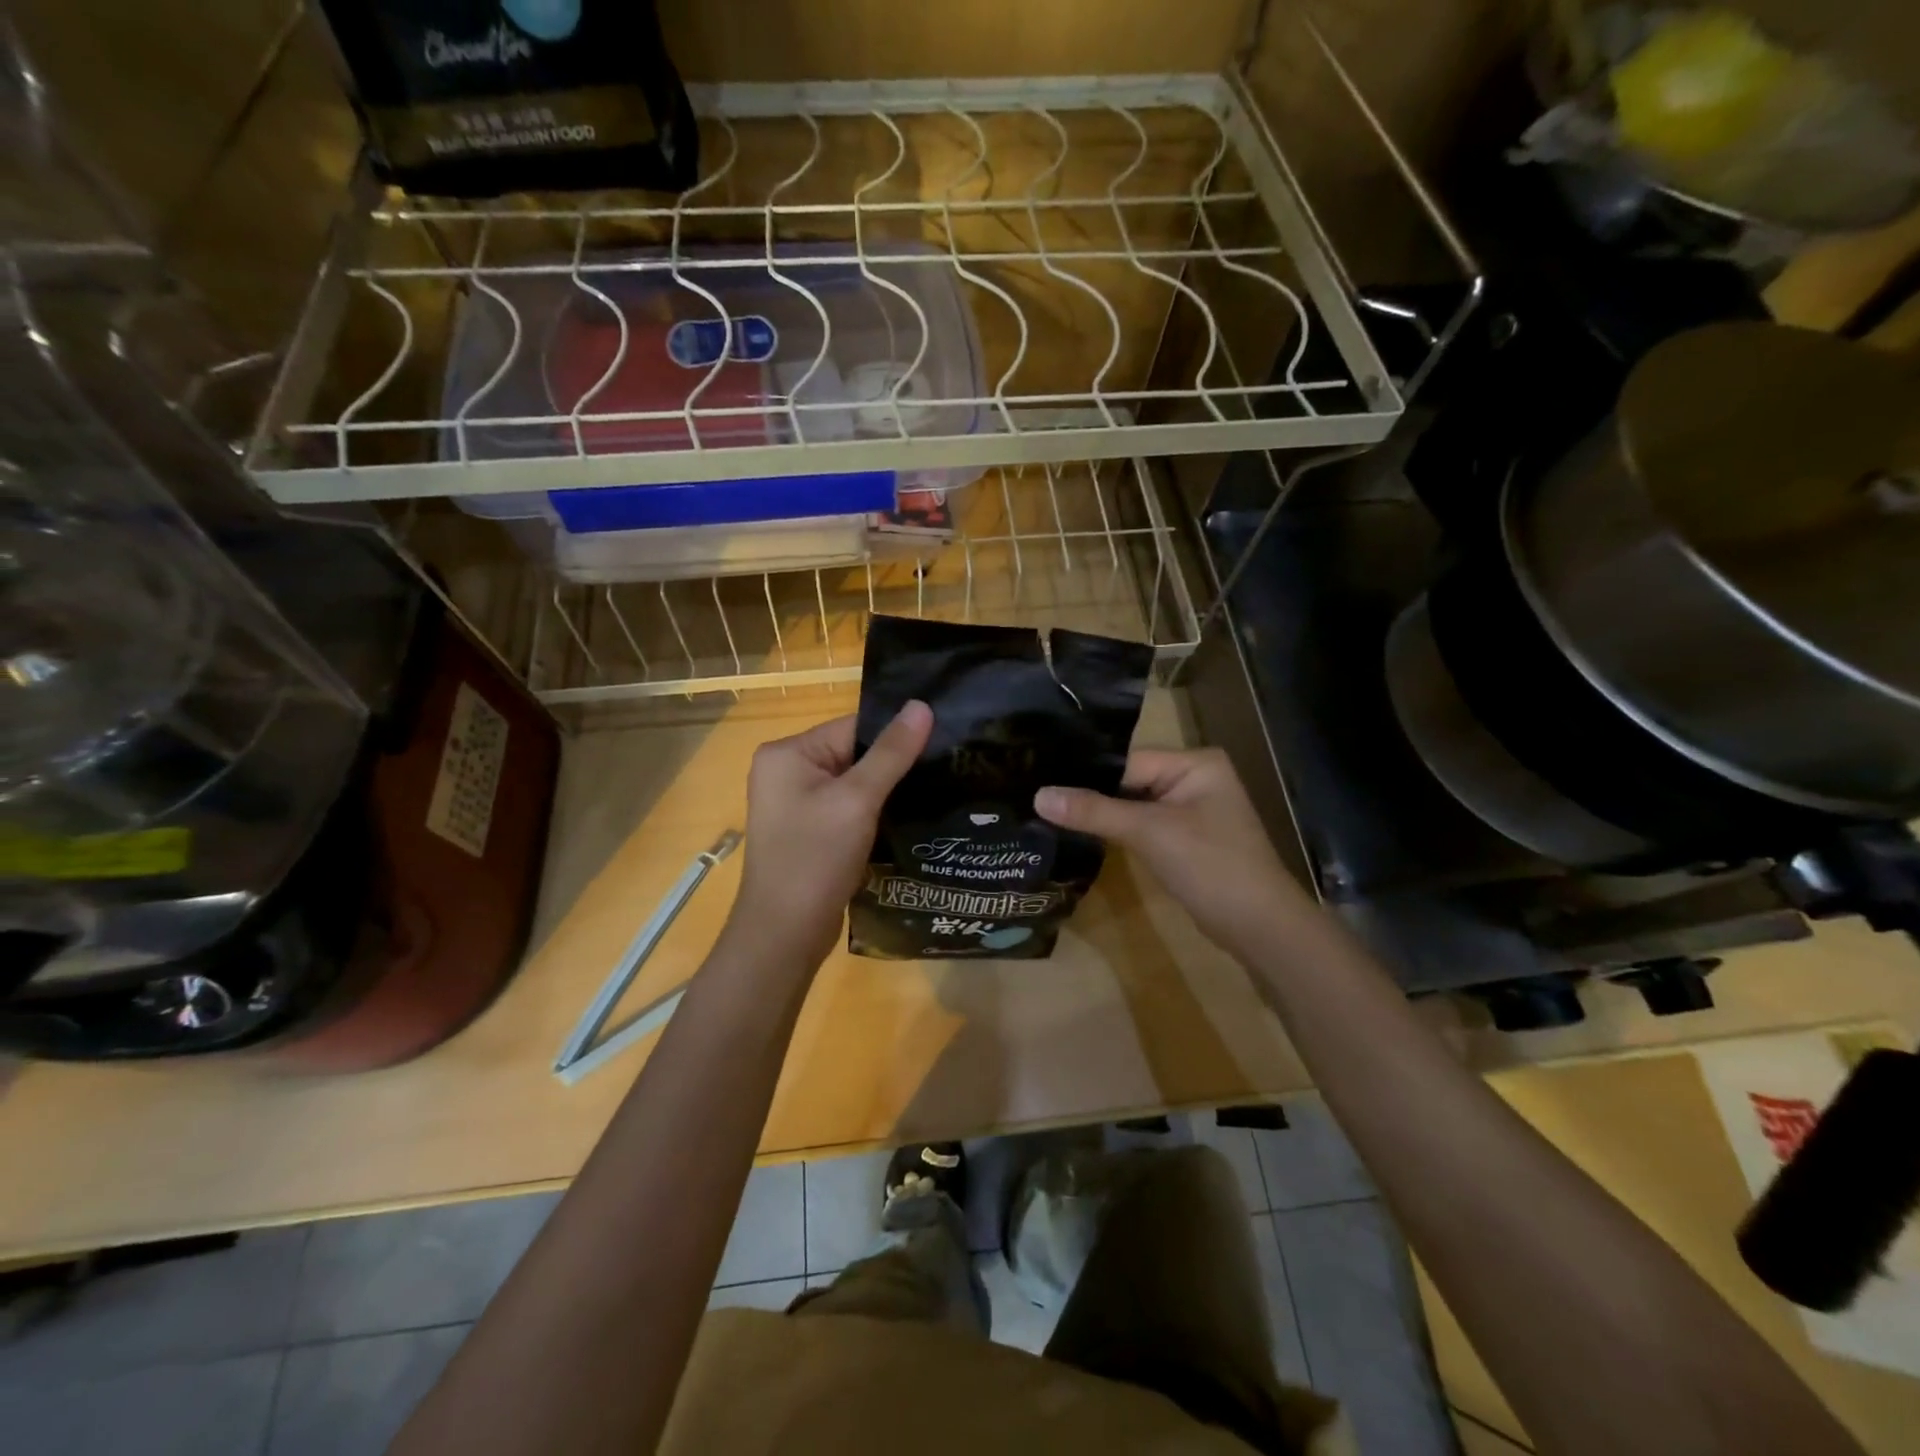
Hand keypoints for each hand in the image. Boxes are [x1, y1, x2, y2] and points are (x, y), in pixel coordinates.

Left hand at [725, 702, 933, 968]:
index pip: (853, 727)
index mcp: (787, 753)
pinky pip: (848, 808)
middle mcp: (786, 771)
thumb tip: (922, 705)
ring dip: (888, 791)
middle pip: (854, 753)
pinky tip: (907, 819)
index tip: (941, 743)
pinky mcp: (809, 831)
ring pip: (855, 783)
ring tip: (935, 794)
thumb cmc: (815, 859)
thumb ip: (891, 753)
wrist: (784, 935)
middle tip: (945, 770)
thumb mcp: (857, 800)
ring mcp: (796, 803)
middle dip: (894, 765)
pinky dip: (874, 812)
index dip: (896, 736)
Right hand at [1035, 747, 1316, 955]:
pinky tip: (1081, 833)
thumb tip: (1038, 795)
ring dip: (1101, 813)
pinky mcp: (1184, 838)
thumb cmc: (1210, 865)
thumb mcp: (1149, 832)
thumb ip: (1094, 811)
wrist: (1259, 926)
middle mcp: (1194, 777)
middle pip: (1128, 780)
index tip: (1040, 778)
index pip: (1127, 760)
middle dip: (1090, 793)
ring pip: (1132, 804)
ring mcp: (1190, 809)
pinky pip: (1143, 825)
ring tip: (1049, 813)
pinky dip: (1117, 830)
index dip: (1086, 773)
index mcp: (1195, 762)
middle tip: (1037, 797)